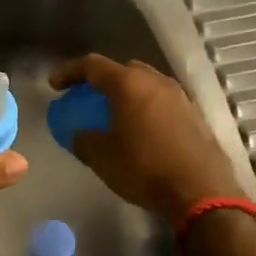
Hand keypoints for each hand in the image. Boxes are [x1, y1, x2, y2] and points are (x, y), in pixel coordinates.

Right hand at [49, 55, 243, 226]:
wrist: (200, 191)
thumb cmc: (144, 169)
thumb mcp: (102, 158)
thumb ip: (83, 140)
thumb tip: (79, 134)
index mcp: (128, 84)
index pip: (92, 65)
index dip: (69, 72)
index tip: (54, 84)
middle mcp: (155, 81)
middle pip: (123, 70)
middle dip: (102, 80)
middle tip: (88, 97)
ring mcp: (179, 96)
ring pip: (146, 84)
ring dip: (128, 94)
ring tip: (116, 114)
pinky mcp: (195, 114)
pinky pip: (163, 102)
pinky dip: (147, 108)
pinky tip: (143, 130)